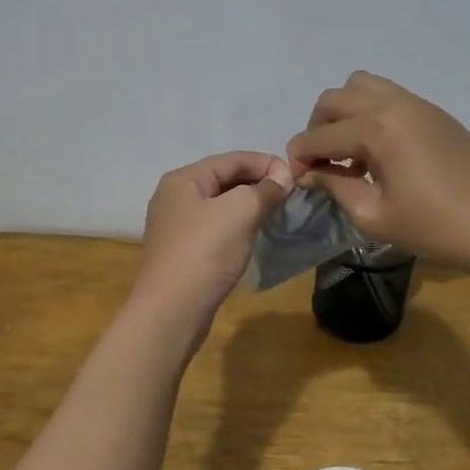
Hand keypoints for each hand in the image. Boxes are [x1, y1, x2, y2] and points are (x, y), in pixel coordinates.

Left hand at [132, 151, 293, 323]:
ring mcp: (175, 226)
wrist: (172, 309)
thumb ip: (265, 190)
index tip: (296, 177)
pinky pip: (215, 227)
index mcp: (183, 179)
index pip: (232, 159)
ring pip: (220, 205)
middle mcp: (174, 197)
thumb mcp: (240, 212)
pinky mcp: (182, 252)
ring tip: (277, 213)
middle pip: (224, 179)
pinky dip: (237, 225)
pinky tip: (254, 235)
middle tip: (289, 195)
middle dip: (258, 183)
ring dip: (249, 205)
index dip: (266, 163)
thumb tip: (283, 177)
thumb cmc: (205, 252)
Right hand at [285, 71, 469, 272]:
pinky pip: (389, 96)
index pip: (318, 136)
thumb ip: (335, 187)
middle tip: (323, 165)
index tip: (299, 182)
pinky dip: (370, 113)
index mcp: (376, 130)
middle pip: (333, 99)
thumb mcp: (374, 217)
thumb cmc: (434, 228)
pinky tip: (381, 153)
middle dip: (317, 129)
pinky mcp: (435, 112)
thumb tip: (310, 174)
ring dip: (344, 113)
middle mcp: (392, 105)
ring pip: (361, 86)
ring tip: (352, 152)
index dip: (299, 159)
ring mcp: (417, 104)